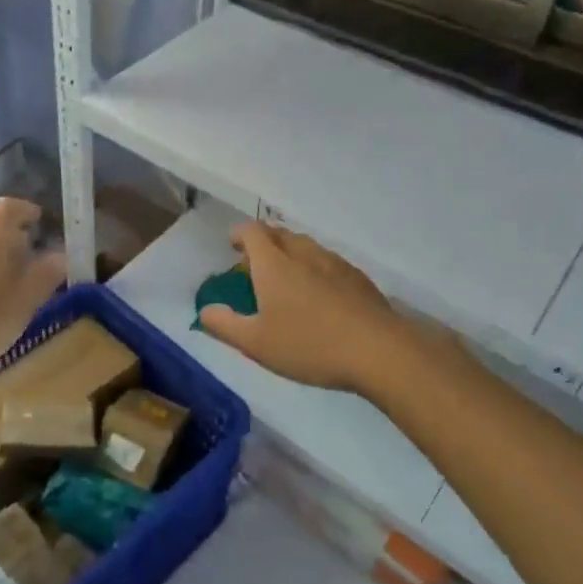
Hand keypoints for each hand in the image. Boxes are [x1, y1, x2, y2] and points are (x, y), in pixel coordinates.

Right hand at [197, 222, 410, 396]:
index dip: (239, 234)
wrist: (377, 350)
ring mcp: (334, 263)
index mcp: (274, 264)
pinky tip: (320, 294)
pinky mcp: (358, 278)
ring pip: (306, 246)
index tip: (232, 245)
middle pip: (280, 233)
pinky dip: (315, 268)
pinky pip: (328, 262)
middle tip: (254, 263)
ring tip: (286, 277)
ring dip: (291, 253)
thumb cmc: (308, 345)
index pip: (252, 232)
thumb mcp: (256, 344)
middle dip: (264, 241)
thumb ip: (225, 325)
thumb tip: (205, 311)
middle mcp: (303, 254)